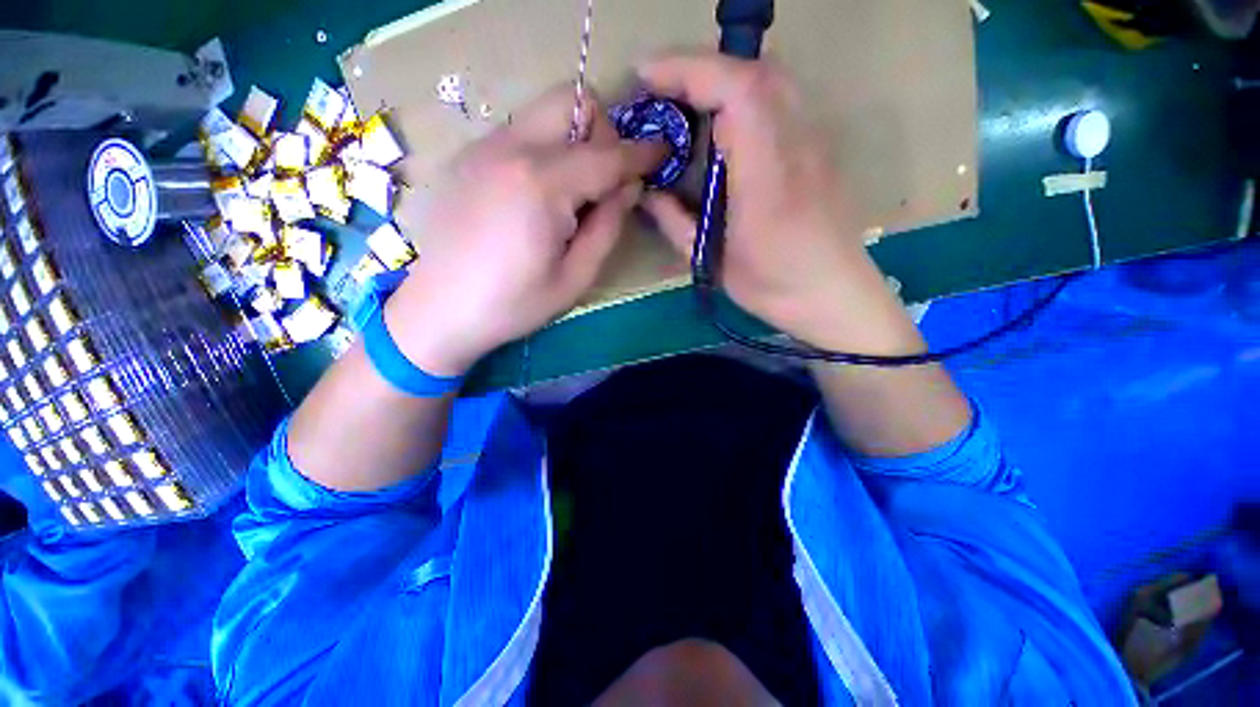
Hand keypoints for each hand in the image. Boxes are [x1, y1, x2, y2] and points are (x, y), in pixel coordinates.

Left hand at [385, 87, 666, 375]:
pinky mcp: (468, 156)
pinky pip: (521, 133)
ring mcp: (483, 147)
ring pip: (545, 112)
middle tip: (605, 179)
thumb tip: (628, 186)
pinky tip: (537, 196)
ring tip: (571, 193)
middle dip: (603, 132)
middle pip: (573, 101)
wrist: (441, 309)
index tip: (662, 154)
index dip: (641, 154)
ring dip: (573, 140)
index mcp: (542, 184)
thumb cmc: (514, 304)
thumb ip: (609, 226)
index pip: (607, 154)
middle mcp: (511, 148)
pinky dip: (544, 151)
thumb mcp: (576, 277)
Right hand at [639, 52, 919, 354]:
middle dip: (700, 68)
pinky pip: (782, 99)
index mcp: (768, 179)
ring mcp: (815, 142)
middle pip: (756, 71)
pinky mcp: (819, 148)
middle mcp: (798, 146)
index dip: (688, 71)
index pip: (737, 92)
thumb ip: (676, 223)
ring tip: (686, 101)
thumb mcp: (713, 263)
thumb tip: (646, 193)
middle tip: (660, 89)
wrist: (835, 295)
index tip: (645, 76)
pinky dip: (745, 94)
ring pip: (772, 79)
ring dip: (724, 78)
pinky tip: (724, 122)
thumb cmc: (773, 287)